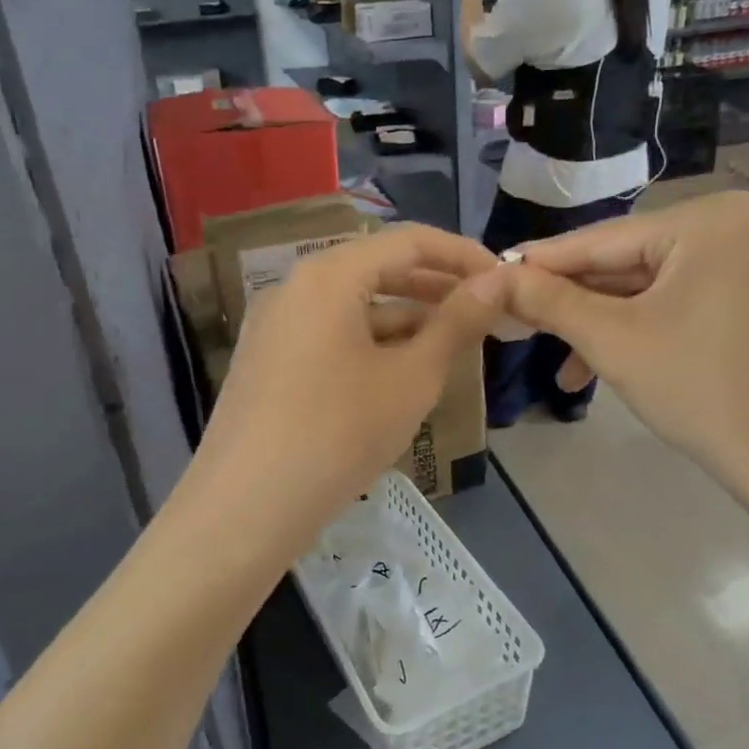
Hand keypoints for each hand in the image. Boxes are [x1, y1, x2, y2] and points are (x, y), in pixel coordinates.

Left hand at [189, 225, 500, 554]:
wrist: (246, 507)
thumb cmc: (339, 433)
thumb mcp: (411, 377)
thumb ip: (457, 322)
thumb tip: (498, 280)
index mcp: (329, 276)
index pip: (408, 241)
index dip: (462, 255)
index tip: (502, 279)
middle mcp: (295, 288)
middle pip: (377, 269)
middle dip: (435, 287)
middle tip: (484, 312)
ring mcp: (276, 326)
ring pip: (353, 306)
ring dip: (405, 319)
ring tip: (452, 345)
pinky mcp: (268, 362)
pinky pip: (330, 334)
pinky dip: (371, 343)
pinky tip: (400, 373)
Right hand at [495, 192, 748, 509]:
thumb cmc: (701, 387)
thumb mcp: (612, 340)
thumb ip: (549, 301)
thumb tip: (491, 277)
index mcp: (709, 218)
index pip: (602, 238)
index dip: (541, 263)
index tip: (493, 276)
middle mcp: (740, 225)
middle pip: (630, 263)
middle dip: (576, 307)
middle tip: (520, 328)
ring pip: (655, 289)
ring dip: (606, 329)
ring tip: (563, 373)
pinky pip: (684, 304)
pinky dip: (645, 333)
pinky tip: (608, 368)